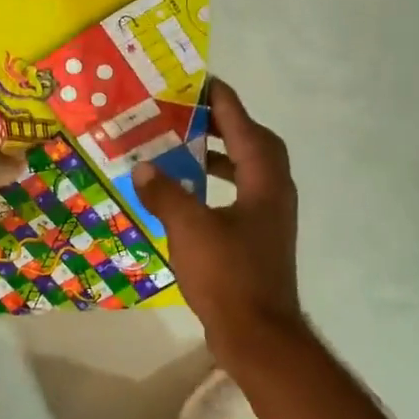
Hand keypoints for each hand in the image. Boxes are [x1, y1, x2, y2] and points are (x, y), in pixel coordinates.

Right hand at [135, 78, 305, 361]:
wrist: (257, 335)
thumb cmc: (227, 276)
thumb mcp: (189, 229)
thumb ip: (166, 194)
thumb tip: (144, 168)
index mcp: (265, 184)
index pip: (246, 129)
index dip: (226, 104)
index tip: (205, 83)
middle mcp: (274, 195)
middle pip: (256, 147)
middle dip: (227, 127)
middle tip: (193, 116)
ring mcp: (270, 221)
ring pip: (250, 175)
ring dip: (223, 158)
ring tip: (188, 151)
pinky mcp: (260, 243)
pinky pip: (241, 199)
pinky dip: (219, 188)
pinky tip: (191, 199)